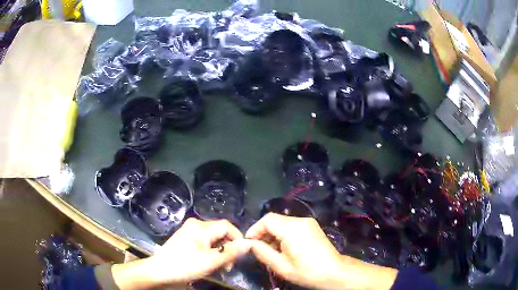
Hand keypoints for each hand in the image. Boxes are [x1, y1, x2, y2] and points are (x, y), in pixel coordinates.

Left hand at [112, 218, 250, 288]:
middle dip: (228, 248)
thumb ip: (231, 252)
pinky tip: (209, 263)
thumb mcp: (211, 261)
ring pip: (213, 239)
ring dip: (219, 252)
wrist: (160, 271)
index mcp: (201, 227)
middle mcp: (195, 225)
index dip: (237, 238)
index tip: (241, 254)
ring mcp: (189, 232)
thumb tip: (250, 243)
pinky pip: (204, 243)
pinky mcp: (185, 239)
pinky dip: (210, 252)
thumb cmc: (185, 265)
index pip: (227, 226)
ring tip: (220, 267)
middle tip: (228, 265)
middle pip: (220, 233)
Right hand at [246, 213, 397, 289]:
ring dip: (273, 233)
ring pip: (283, 222)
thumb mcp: (281, 266)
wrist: (334, 271)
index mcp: (291, 229)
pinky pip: (292, 225)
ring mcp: (308, 222)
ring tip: (270, 250)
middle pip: (275, 220)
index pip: (267, 220)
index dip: (255, 229)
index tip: (249, 242)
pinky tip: (284, 247)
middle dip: (263, 232)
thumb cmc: (306, 271)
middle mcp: (300, 221)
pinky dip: (283, 233)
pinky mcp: (312, 226)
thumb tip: (250, 244)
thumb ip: (262, 252)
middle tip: (258, 248)